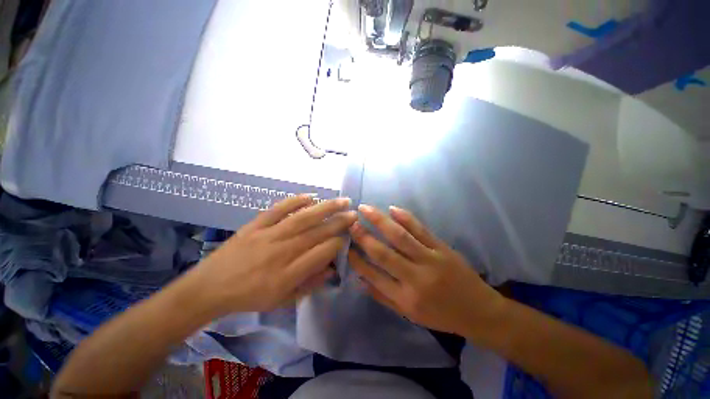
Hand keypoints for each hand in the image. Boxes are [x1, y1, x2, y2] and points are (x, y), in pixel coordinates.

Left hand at [196, 195, 356, 313]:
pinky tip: (310, 195)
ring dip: (325, 208)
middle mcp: (282, 251)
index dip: (338, 244)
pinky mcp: (256, 225)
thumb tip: (331, 269)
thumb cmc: (249, 298)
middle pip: (317, 233)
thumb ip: (309, 285)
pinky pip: (277, 210)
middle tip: (354, 213)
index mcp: (288, 274)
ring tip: (342, 201)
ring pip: (302, 218)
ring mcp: (268, 235)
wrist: (209, 288)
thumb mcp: (281, 301)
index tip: (348, 237)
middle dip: (339, 222)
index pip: (322, 253)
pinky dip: (294, 201)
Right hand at [349, 205, 505, 338]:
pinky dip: (406, 218)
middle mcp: (415, 278)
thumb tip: (359, 280)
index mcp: (405, 298)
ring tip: (365, 209)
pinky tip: (392, 209)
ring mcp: (430, 260)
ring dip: (380, 220)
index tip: (346, 245)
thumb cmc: (441, 315)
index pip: (373, 275)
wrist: (479, 311)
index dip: (357, 259)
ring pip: (400, 237)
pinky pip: (421, 230)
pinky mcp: (442, 248)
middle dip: (363, 236)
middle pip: (383, 253)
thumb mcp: (410, 314)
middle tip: (351, 222)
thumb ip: (383, 296)